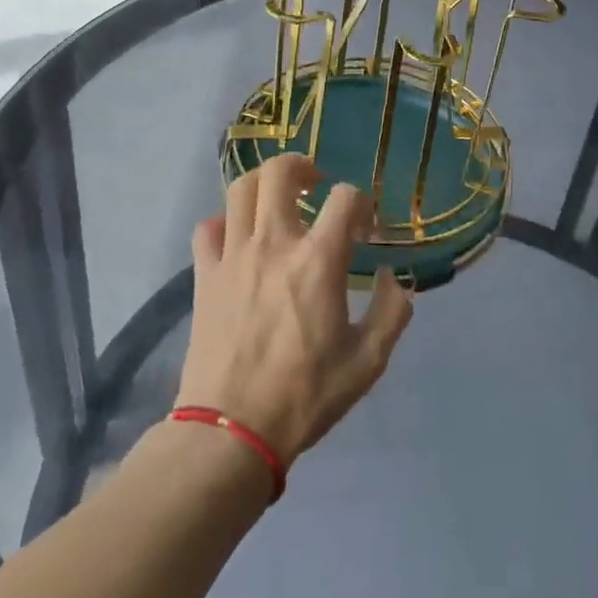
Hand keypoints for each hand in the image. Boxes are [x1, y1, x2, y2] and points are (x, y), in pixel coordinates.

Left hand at [176, 153, 412, 466]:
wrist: (231, 431)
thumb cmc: (305, 395)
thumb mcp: (368, 361)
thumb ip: (392, 312)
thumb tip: (393, 279)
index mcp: (318, 260)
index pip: (346, 197)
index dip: (362, 203)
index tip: (366, 230)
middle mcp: (274, 244)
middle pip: (280, 172)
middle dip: (303, 166)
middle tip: (315, 185)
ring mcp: (233, 256)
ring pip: (240, 190)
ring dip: (264, 184)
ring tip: (278, 201)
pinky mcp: (204, 275)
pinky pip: (208, 228)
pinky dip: (225, 222)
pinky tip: (239, 239)